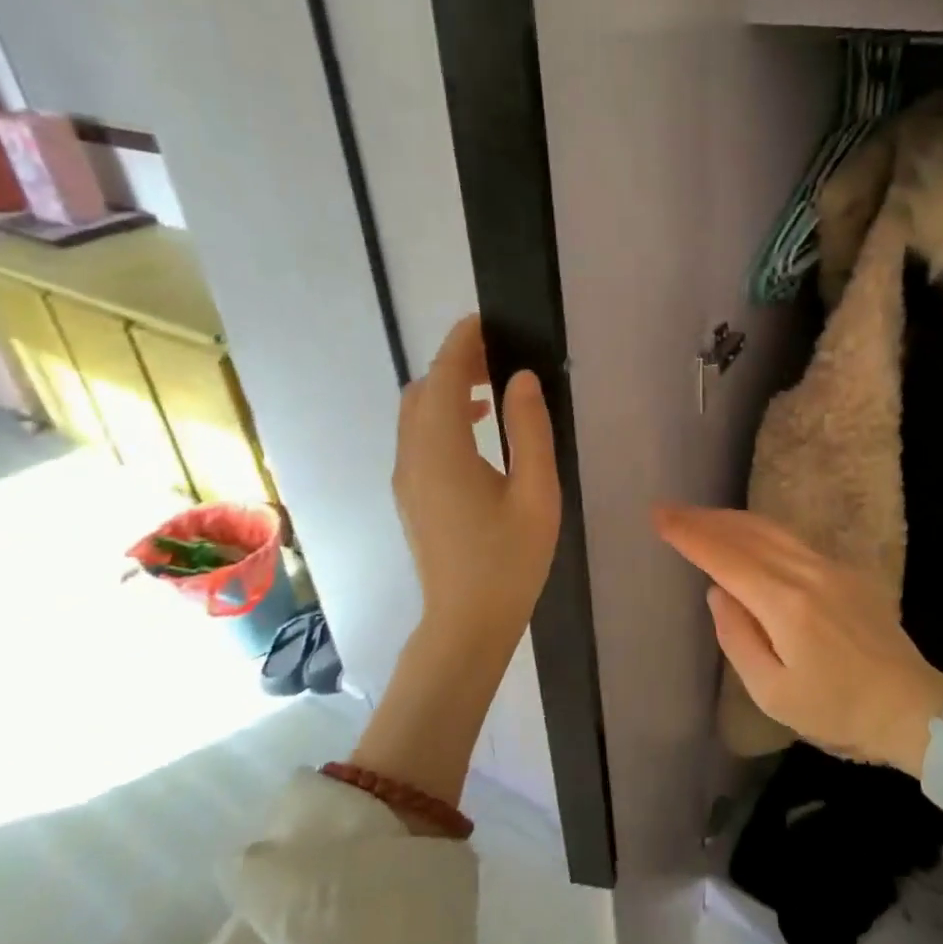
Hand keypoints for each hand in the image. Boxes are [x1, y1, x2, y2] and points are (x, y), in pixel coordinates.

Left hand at [394, 316, 560, 666]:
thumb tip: (521, 379)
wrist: (467, 623)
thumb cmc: (510, 560)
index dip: (461, 343)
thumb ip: (529, 430)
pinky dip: (442, 418)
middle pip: (423, 390)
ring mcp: (406, 478)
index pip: (443, 377)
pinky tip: (478, 433)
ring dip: (447, 392)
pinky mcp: (410, 495)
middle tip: (499, 358)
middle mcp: (413, 456)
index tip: (484, 321)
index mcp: (443, 450)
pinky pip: (418, 438)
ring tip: (493, 391)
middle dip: (454, 364)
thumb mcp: (536, 493)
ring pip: (416, 415)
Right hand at [653, 505, 942, 776]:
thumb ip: (737, 638)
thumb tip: (718, 592)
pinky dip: (759, 530)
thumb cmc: (838, 711)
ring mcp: (830, 568)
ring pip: (771, 530)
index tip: (659, 517)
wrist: (911, 708)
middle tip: (670, 510)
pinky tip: (747, 534)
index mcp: (785, 604)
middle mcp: (807, 574)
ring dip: (731, 520)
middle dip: (704, 519)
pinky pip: (792, 540)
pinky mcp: (846, 572)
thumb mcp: (773, 693)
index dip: (690, 535)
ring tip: (700, 516)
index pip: (726, 557)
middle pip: (747, 533)